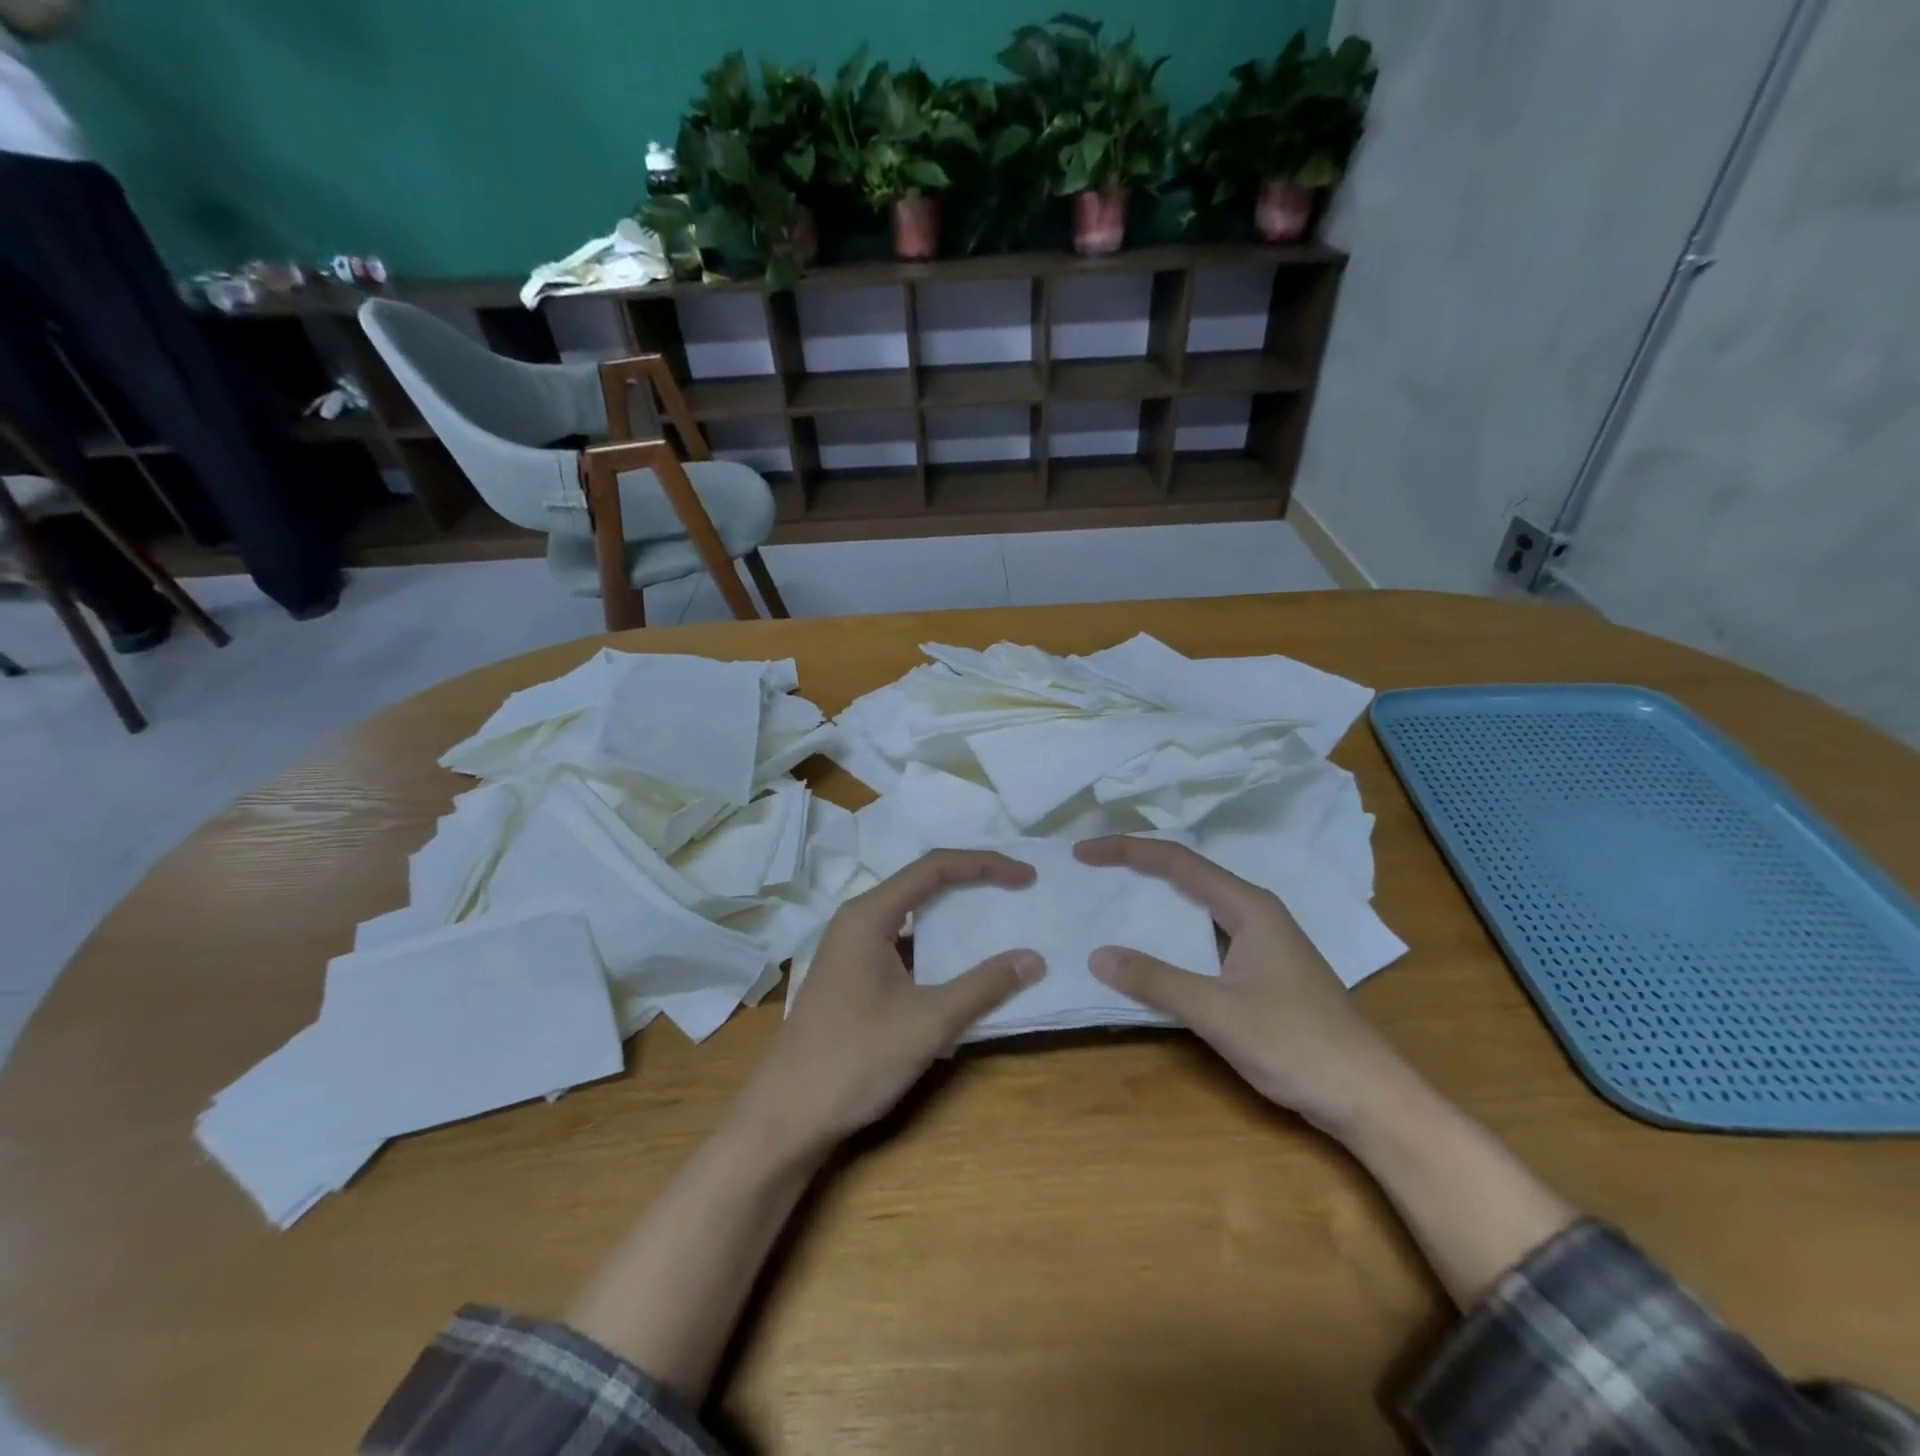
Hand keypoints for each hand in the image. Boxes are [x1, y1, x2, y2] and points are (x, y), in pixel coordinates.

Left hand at [742, 849, 1043, 1156]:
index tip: (1025, 878)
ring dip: (954, 916)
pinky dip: (937, 947)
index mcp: (869, 915)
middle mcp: (857, 920)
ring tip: (997, 921)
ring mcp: (851, 949)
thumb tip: (1034, 959)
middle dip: (972, 883)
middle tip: (1016, 891)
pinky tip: (961, 966)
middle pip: (922, 883)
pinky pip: (903, 944)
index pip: (935, 868)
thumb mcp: (928, 1022)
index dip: (984, 866)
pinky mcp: (852, 976)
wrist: (786, 1117)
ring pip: (912, 916)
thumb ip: (983, 986)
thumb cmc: (855, 1059)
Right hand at [1074, 835, 1408, 1135]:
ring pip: (1196, 909)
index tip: (1084, 853)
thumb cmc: (1296, 1043)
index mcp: (1248, 906)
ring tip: (1110, 904)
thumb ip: (1156, 981)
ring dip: (1154, 904)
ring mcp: (1260, 944)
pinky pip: (1204, 940)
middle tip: (1091, 872)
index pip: (1177, 862)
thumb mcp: (1217, 1011)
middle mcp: (1254, 913)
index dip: (1127, 851)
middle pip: (1187, 876)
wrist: (1368, 1097)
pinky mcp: (1260, 972)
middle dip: (1137, 869)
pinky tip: (1150, 956)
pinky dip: (1171, 939)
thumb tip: (1098, 955)